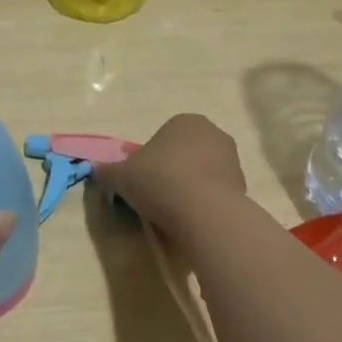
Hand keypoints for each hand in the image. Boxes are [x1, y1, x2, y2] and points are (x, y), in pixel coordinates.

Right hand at [95, 113, 246, 234]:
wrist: (203, 212)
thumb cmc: (159, 181)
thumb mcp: (121, 175)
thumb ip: (107, 171)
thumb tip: (97, 171)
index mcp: (185, 121)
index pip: (162, 138)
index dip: (148, 161)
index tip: (142, 182)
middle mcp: (213, 133)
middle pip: (184, 154)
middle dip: (172, 172)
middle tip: (155, 197)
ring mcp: (233, 160)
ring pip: (202, 173)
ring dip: (189, 188)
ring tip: (173, 212)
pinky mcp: (243, 186)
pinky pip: (215, 193)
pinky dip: (204, 203)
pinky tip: (192, 220)